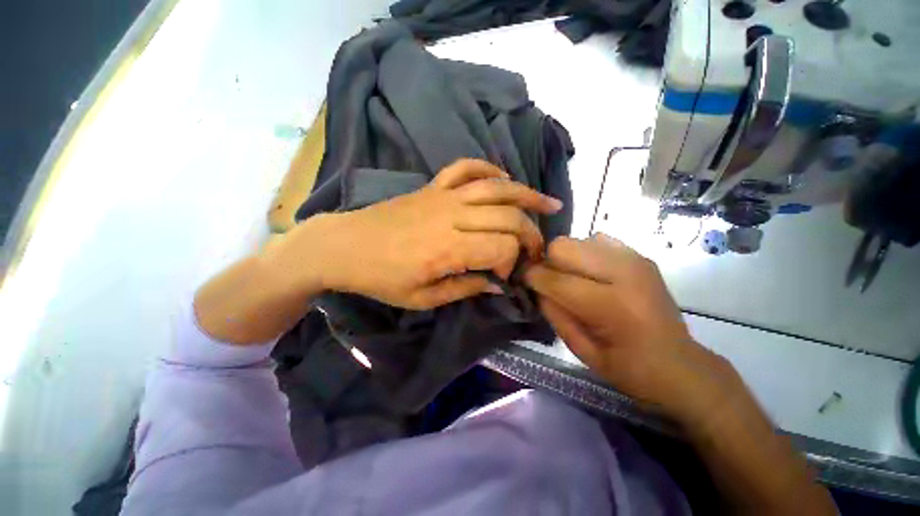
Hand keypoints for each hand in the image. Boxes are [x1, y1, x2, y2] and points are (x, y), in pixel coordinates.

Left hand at [311, 159, 562, 309]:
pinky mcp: (432, 186)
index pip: (502, 248)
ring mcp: (443, 196)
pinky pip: (465, 168)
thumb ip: (464, 289)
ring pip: (495, 188)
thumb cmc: (380, 279)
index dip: (512, 263)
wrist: (345, 246)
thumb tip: (496, 284)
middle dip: (530, 233)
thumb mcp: (422, 299)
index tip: (505, 276)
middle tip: (538, 248)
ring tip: (549, 204)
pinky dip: (488, 169)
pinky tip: (503, 177)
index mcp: (448, 249)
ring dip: (526, 194)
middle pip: (507, 217)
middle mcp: (452, 217)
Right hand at [524, 233, 731, 419]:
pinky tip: (594, 274)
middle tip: (551, 282)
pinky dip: (587, 254)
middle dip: (548, 262)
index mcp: (610, 306)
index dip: (531, 277)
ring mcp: (634, 260)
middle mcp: (624, 274)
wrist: (680, 363)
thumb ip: (553, 313)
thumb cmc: (628, 368)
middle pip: (563, 246)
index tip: (524, 281)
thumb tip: (536, 285)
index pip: (553, 278)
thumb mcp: (581, 350)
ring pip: (577, 240)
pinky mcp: (639, 256)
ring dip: (567, 258)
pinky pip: (597, 240)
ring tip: (574, 280)